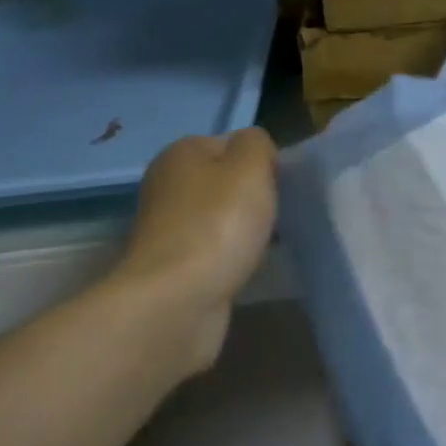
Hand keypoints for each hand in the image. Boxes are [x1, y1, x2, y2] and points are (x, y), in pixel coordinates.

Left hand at [110, 129, 277, 373]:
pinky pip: (213, 248)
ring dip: (242, 227)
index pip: (232, 144)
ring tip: (265, 242)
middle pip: (225, 181)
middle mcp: (166, 184)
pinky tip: (244, 265)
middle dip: (251, 196)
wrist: (176, 301)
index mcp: (181, 153)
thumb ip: (257, 144)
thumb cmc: (218, 224)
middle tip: (276, 214)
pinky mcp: (172, 265)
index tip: (279, 186)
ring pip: (220, 216)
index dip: (261, 162)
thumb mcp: (250, 167)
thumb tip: (254, 147)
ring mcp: (166, 227)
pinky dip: (230, 255)